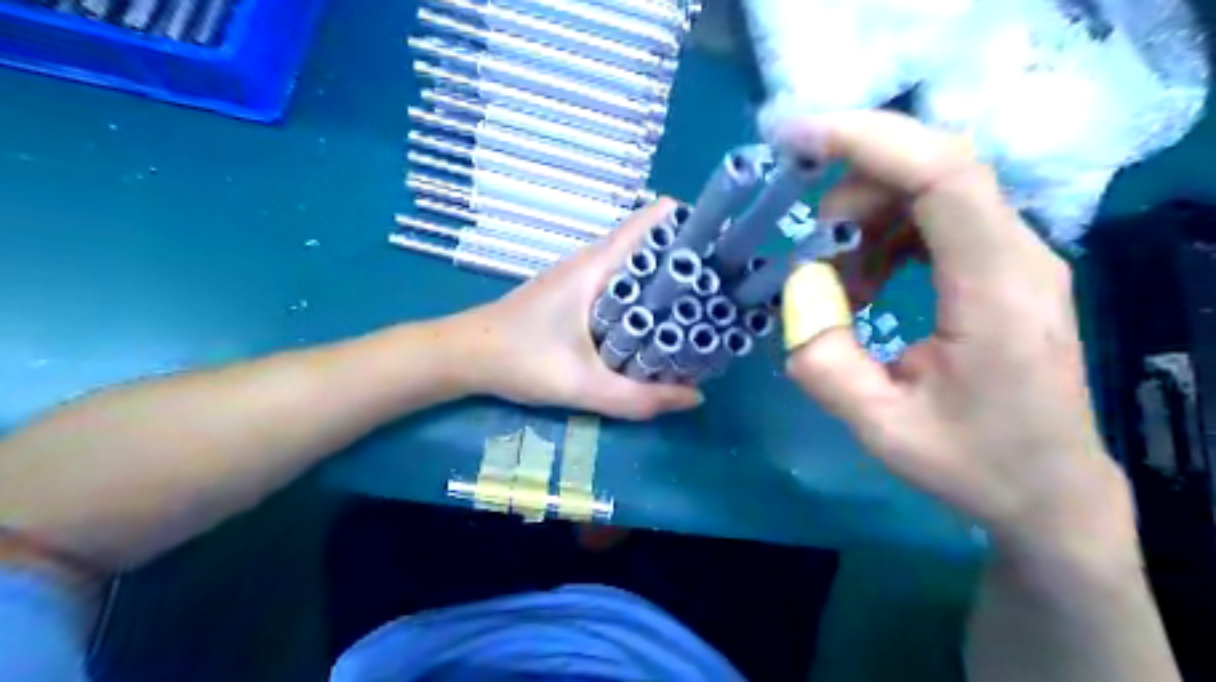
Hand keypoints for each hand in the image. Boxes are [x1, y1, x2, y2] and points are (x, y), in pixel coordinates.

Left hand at [455, 196, 703, 420]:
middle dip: (689, 259)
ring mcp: (581, 275)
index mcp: (596, 266)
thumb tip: (695, 396)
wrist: (463, 356)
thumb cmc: (518, 359)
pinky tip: (658, 323)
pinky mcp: (573, 293)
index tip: (725, 246)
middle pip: (651, 243)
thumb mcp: (581, 385)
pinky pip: (621, 282)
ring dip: (667, 279)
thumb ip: (637, 398)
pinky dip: (645, 294)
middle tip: (726, 285)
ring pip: (636, 265)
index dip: (691, 225)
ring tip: (704, 303)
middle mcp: (591, 261)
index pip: (651, 222)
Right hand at [774, 111, 1134, 564]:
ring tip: (837, 278)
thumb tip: (797, 294)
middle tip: (812, 243)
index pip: (943, 175)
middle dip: (855, 186)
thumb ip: (824, 362)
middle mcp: (1018, 255)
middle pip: (935, 169)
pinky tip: (866, 283)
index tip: (796, 139)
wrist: (1048, 490)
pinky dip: (886, 234)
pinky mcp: (1001, 266)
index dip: (868, 141)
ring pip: (934, 188)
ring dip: (867, 215)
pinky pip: (937, 218)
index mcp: (996, 291)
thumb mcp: (880, 429)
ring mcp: (1014, 256)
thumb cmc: (972, 464)